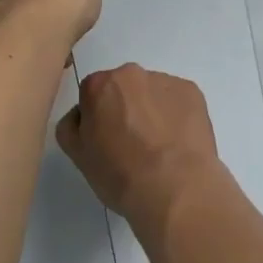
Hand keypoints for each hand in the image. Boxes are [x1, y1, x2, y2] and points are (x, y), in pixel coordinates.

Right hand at [58, 64, 223, 232]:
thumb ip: (70, 126)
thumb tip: (81, 115)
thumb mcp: (78, 157)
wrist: (176, 188)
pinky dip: (176, 116)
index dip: (97, 119)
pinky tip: (178, 144)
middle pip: (123, 89)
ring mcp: (165, 80)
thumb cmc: (120, 174)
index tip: (105, 142)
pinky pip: (177, 100)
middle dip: (124, 109)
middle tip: (132, 145)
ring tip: (160, 149)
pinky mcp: (192, 92)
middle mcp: (131, 73)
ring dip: (151, 112)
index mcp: (99, 85)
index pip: (91, 95)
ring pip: (152, 93)